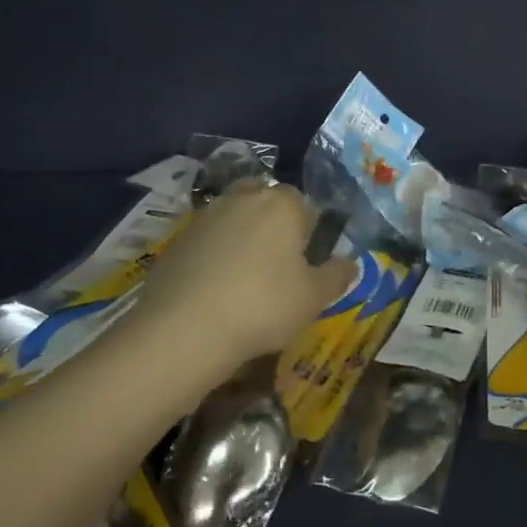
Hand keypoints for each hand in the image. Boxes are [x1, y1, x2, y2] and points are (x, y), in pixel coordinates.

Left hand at [129, 180, 357, 374]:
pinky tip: (216, 289)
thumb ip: (336, 276)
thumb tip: (350, 263)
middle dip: (273, 225)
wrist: (184, 328)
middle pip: (265, 202)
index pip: (305, 205)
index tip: (307, 263)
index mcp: (282, 204)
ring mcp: (205, 216)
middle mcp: (243, 198)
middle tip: (278, 265)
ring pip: (234, 218)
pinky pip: (207, 240)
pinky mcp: (176, 239)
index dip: (310, 233)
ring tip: (245, 279)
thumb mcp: (314, 298)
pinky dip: (214, 256)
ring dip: (242, 238)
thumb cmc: (263, 306)